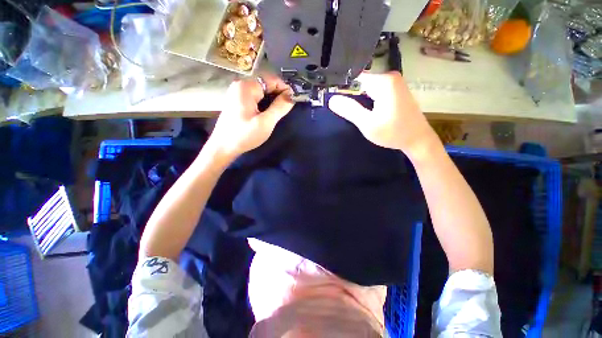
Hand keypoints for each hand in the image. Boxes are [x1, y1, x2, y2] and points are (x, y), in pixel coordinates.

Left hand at [209, 75, 293, 159]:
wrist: (223, 147)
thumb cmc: (244, 135)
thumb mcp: (265, 122)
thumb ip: (280, 108)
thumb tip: (292, 96)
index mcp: (247, 87)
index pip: (272, 80)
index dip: (285, 89)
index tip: (293, 101)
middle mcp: (240, 85)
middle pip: (266, 85)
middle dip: (278, 95)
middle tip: (286, 110)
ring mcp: (237, 93)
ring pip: (261, 92)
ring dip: (272, 100)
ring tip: (278, 113)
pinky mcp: (237, 101)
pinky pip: (255, 97)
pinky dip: (264, 103)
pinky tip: (267, 114)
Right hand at [328, 72, 437, 156]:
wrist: (417, 139)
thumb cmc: (393, 132)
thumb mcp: (368, 124)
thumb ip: (350, 110)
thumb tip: (332, 99)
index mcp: (384, 81)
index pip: (354, 77)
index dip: (342, 87)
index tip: (332, 97)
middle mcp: (390, 77)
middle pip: (361, 82)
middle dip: (350, 95)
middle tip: (341, 109)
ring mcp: (394, 83)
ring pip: (367, 88)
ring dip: (358, 99)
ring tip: (351, 110)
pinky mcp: (395, 91)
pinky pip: (374, 91)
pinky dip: (366, 100)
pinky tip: (364, 110)